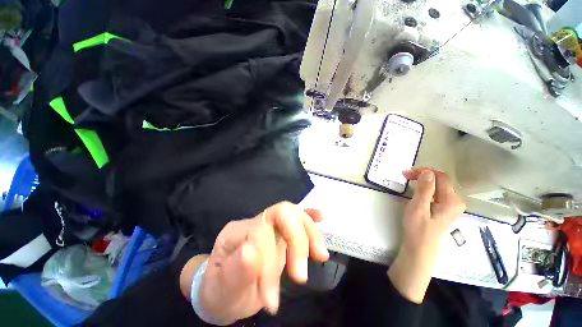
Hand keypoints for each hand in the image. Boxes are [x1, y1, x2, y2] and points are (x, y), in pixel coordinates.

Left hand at [190, 202, 329, 324]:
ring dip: (309, 232)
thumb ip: (235, 271)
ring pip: (294, 214)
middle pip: (282, 213)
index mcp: (237, 232)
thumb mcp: (221, 289)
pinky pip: (298, 216)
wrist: (224, 287)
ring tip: (320, 255)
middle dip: (296, 240)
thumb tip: (252, 251)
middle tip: (301, 276)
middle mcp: (257, 221)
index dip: (269, 265)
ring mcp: (271, 224)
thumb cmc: (221, 290)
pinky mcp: (283, 231)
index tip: (271, 302)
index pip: (260, 234)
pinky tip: (323, 217)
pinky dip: (311, 216)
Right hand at [388, 168, 465, 302]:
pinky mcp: (444, 210)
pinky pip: (437, 193)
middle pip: (441, 181)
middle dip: (423, 175)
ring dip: (424, 181)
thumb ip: (425, 189)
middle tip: (405, 175)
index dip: (424, 171)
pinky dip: (426, 188)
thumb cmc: (418, 229)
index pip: (441, 177)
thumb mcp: (419, 207)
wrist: (420, 249)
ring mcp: (451, 206)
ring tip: (409, 180)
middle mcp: (455, 202)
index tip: (407, 172)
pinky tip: (417, 190)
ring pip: (438, 186)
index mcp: (452, 201)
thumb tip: (427, 172)